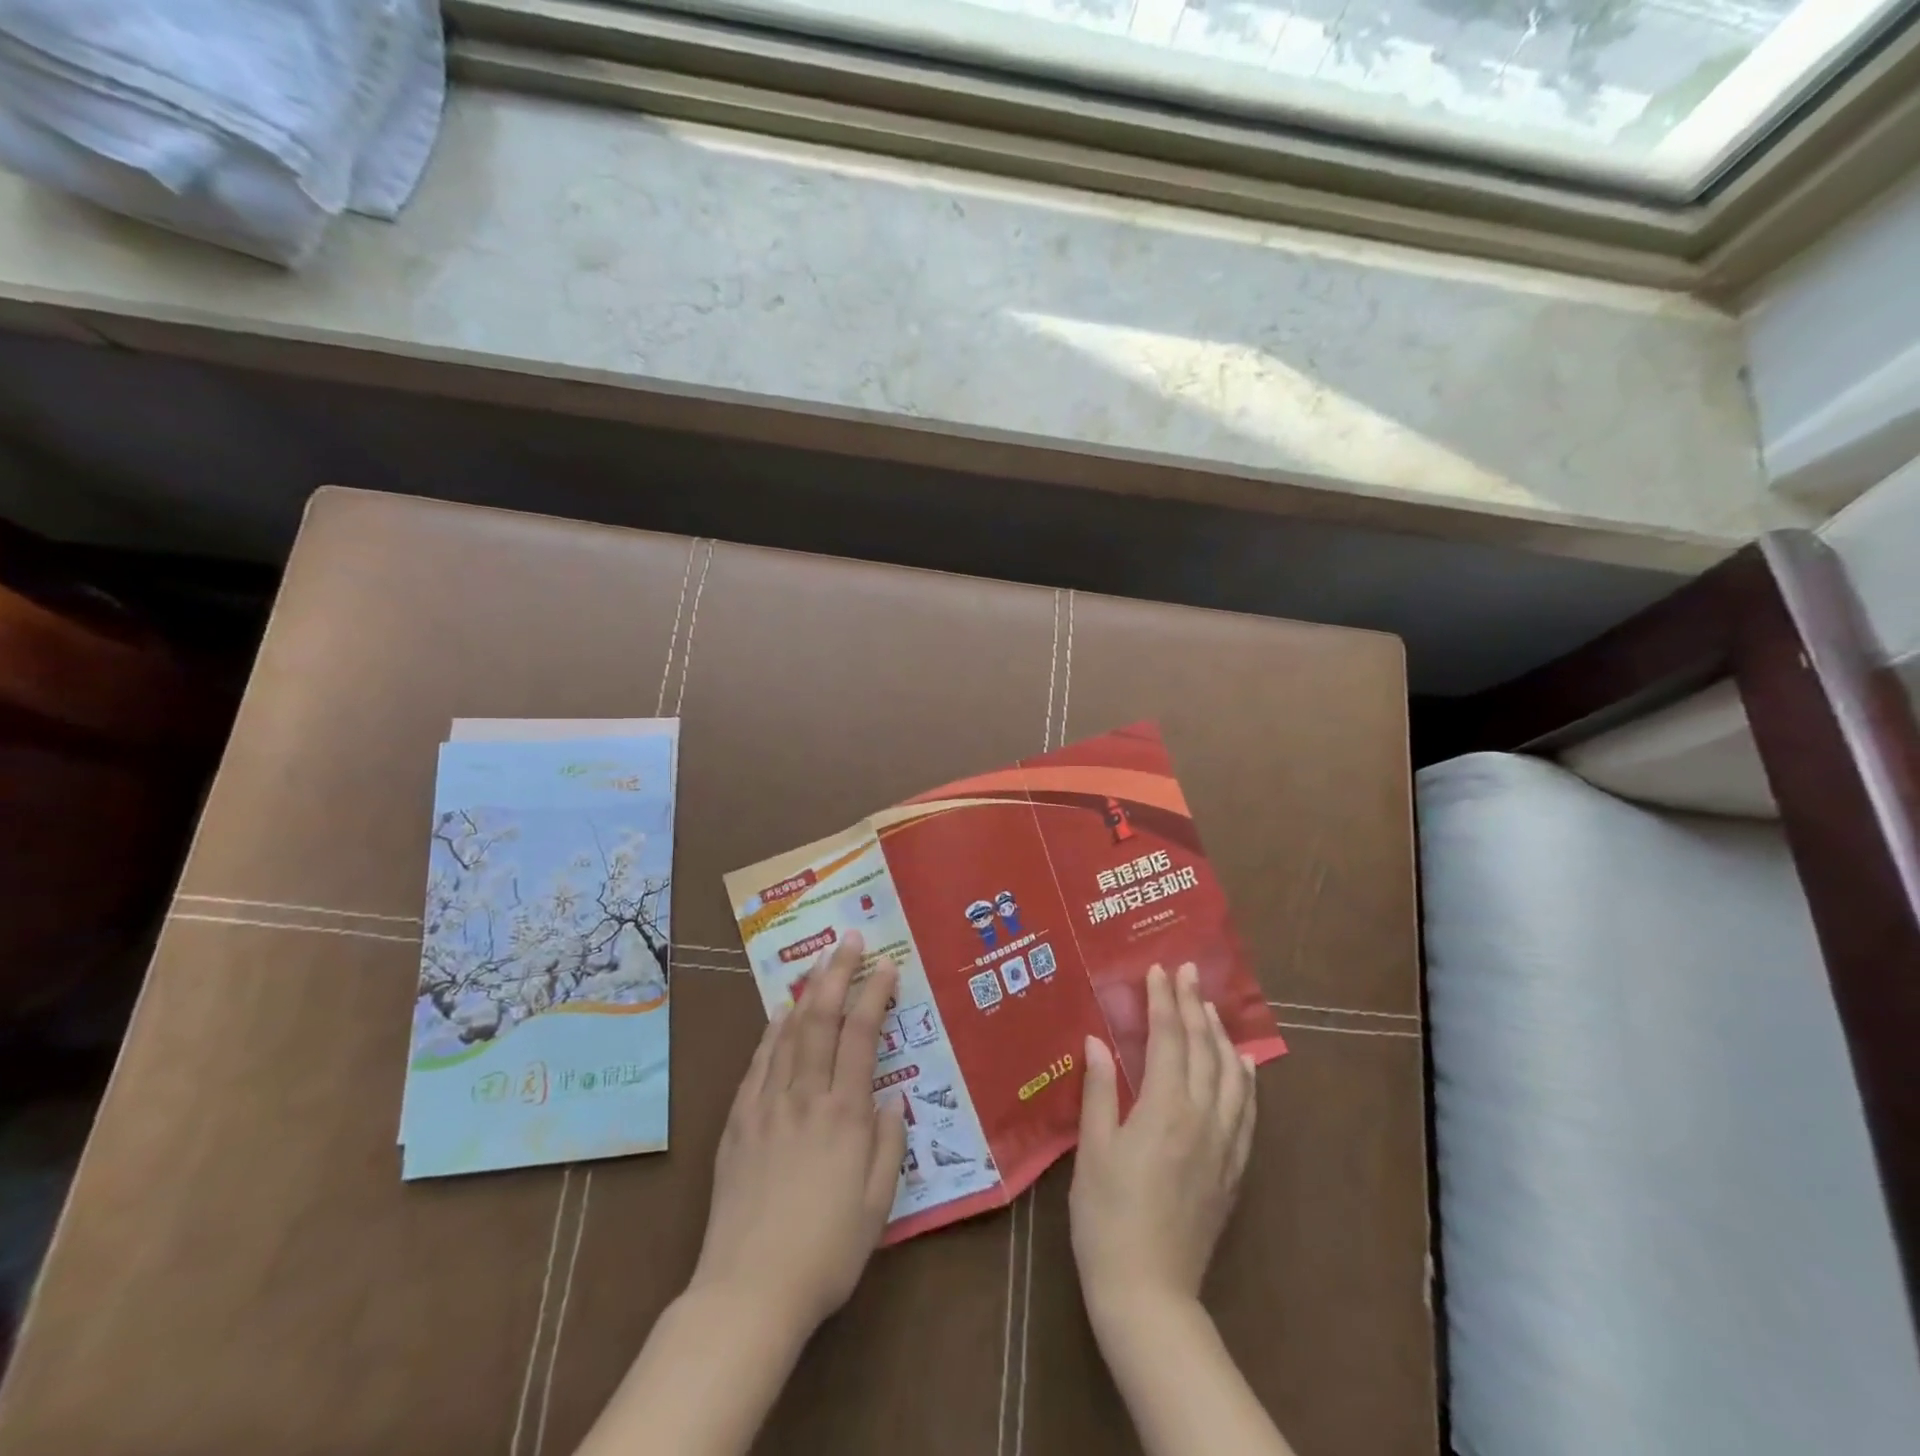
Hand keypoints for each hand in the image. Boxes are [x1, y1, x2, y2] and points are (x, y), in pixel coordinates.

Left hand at [688, 931, 907, 1337]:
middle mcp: (805, 1096)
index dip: (875, 995)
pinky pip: (757, 1062)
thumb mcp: (879, 1205)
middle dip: (838, 973)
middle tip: (849, 939)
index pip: (862, 1036)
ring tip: (819, 962)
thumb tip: (891, 1099)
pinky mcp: (737, 1122)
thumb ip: (889, 1144)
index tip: (887, 965)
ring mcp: (766, 1105)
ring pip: (788, 1032)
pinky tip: (779, 1014)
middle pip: (822, 1019)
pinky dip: (771, 1031)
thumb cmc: (826, 1252)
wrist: (747, 1291)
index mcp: (845, 1114)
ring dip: (807, 992)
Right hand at [1070, 962, 1256, 1324]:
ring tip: (1211, 1008)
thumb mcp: (1092, 1149)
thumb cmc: (1107, 1216)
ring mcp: (1223, 1144)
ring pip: (1232, 1075)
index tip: (1161, 970)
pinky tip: (1243, 1066)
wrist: (1149, 1291)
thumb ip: (1099, 1090)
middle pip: (1203, 1048)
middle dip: (1195, 1005)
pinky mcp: (1233, 1170)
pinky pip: (1247, 1112)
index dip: (1164, 1000)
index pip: (1168, 1038)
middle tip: (1189, 971)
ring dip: (1222, 1035)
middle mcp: (1202, 1117)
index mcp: (1164, 1108)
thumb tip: (1096, 1040)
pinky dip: (1246, 1080)